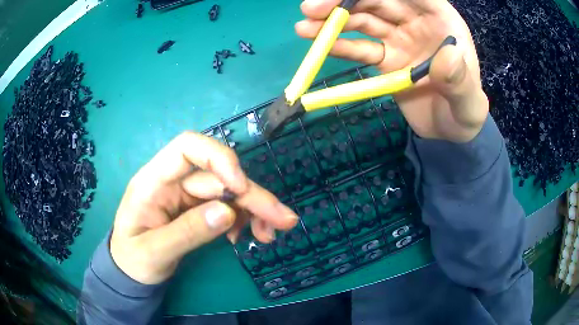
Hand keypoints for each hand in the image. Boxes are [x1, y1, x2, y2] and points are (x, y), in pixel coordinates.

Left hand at [110, 132, 297, 284]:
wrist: (131, 271)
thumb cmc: (132, 260)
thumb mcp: (153, 253)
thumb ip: (186, 233)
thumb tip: (227, 213)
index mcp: (152, 182)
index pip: (186, 147)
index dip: (218, 158)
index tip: (240, 186)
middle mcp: (173, 182)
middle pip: (218, 176)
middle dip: (251, 196)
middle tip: (283, 219)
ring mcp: (186, 196)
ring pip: (228, 192)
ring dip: (253, 210)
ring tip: (269, 234)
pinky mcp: (197, 210)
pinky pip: (227, 207)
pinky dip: (243, 219)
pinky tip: (247, 235)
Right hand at [296, 0, 488, 141]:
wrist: (450, 132)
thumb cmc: (465, 113)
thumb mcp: (468, 103)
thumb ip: (460, 81)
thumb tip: (447, 55)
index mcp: (441, 20)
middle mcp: (416, 22)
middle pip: (379, 0)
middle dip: (347, 1)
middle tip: (312, 8)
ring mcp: (398, 38)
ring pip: (364, 20)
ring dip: (335, 20)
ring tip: (305, 25)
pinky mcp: (385, 58)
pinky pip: (361, 48)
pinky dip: (341, 45)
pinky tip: (319, 43)